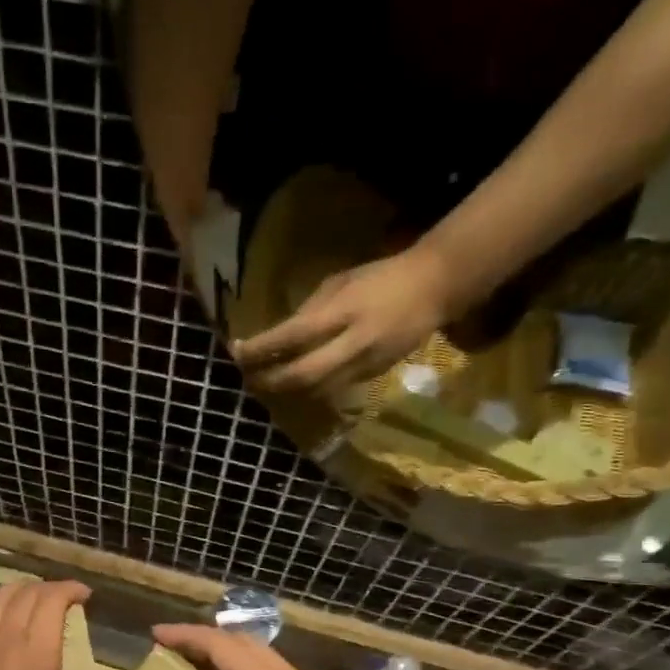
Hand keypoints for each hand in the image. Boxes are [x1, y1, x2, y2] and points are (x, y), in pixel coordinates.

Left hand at [230, 242, 462, 399]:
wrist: (435, 288)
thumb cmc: (379, 277)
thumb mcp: (339, 283)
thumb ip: (308, 312)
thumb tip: (275, 338)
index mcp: (344, 311)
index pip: (293, 335)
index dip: (261, 348)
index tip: (235, 352)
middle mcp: (354, 343)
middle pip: (303, 375)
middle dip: (270, 381)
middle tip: (243, 380)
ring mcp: (366, 364)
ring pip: (317, 391)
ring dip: (286, 392)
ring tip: (261, 387)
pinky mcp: (373, 377)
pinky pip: (334, 390)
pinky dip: (309, 391)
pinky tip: (292, 388)